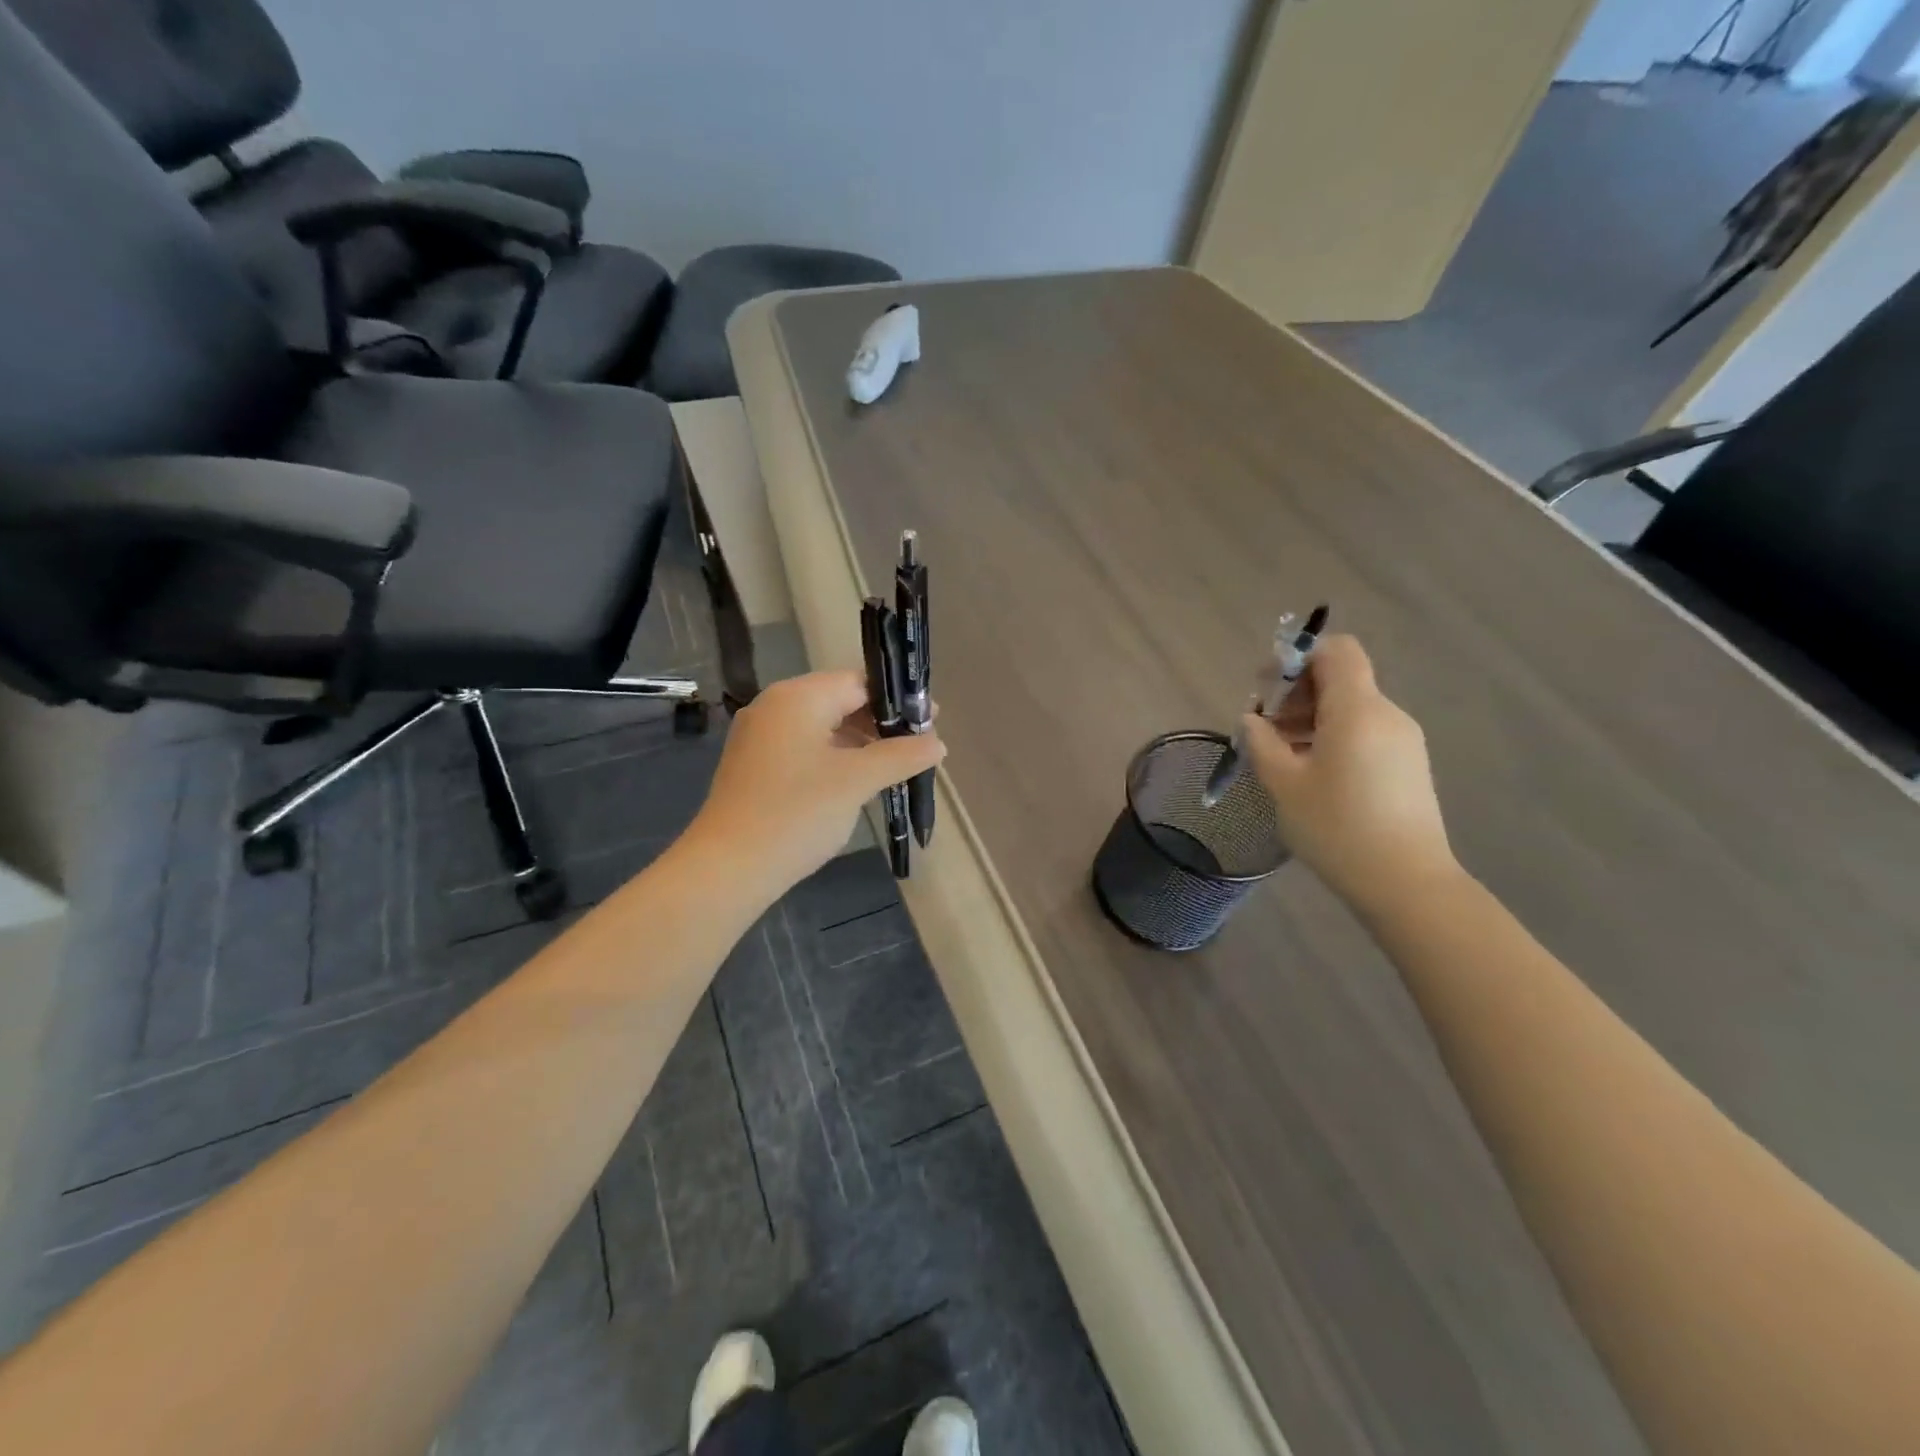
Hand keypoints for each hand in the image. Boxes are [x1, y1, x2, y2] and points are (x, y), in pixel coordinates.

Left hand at [686, 670, 943, 897]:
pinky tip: (855, 782)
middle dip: (880, 722)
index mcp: (798, 697)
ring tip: (893, 766)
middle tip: (917, 746)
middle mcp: (774, 706)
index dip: (898, 700)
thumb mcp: (857, 781)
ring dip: (858, 742)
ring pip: (822, 726)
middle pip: (840, 700)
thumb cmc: (797, 813)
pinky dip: (833, 757)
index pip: (859, 682)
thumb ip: (901, 756)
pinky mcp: (754, 764)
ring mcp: (760, 736)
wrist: (728, 867)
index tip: (931, 721)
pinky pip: (803, 747)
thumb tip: (937, 743)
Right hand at [1240, 634, 1458, 916]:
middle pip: (1341, 678)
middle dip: (1297, 692)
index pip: (1337, 650)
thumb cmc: (1338, 828)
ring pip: (1351, 707)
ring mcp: (1403, 739)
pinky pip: (1365, 731)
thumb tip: (1253, 720)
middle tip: (1266, 728)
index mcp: (1357, 710)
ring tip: (1283, 755)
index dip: (1299, 657)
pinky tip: (1312, 773)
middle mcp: (1386, 714)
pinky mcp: (1408, 764)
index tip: (1268, 689)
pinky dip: (1333, 736)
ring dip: (1312, 717)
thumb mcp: (1284, 784)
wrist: (1406, 882)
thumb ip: (1262, 743)